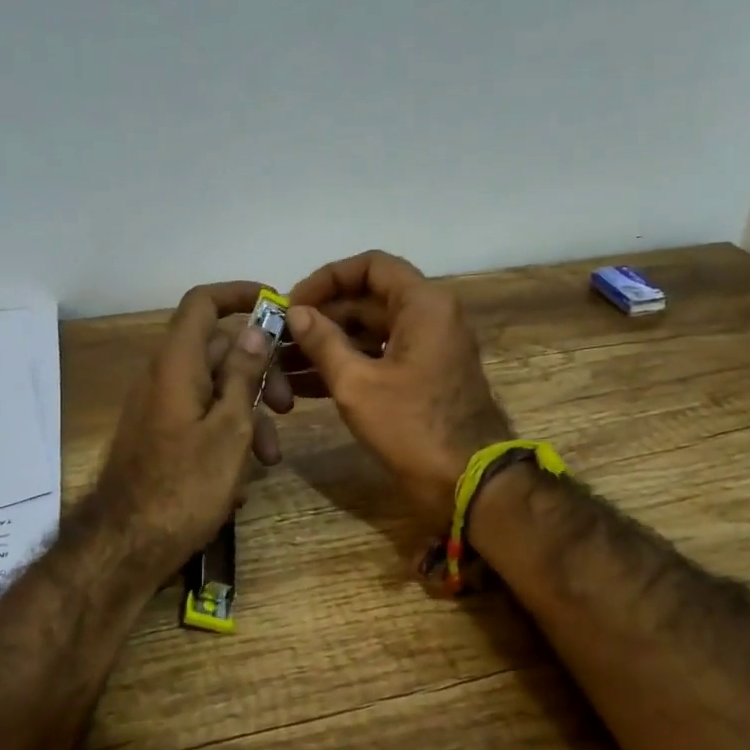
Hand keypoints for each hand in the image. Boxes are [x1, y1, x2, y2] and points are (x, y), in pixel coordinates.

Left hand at [91, 281, 283, 573]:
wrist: (127, 545)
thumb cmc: (186, 485)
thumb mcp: (229, 429)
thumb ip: (243, 375)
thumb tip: (254, 329)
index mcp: (177, 364)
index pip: (203, 303)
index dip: (239, 295)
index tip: (276, 307)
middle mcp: (163, 377)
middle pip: (218, 350)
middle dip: (260, 373)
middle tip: (290, 407)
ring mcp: (159, 408)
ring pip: (214, 389)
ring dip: (249, 414)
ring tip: (271, 459)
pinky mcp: (160, 437)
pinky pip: (200, 418)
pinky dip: (227, 435)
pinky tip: (242, 478)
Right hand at [286, 250, 511, 526]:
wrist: (469, 483)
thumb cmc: (413, 428)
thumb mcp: (358, 385)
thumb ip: (324, 342)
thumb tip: (297, 313)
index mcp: (423, 305)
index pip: (371, 266)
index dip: (327, 278)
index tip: (293, 304)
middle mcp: (430, 316)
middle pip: (368, 300)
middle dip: (322, 317)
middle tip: (279, 338)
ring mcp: (429, 348)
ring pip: (371, 332)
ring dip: (329, 345)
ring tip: (283, 364)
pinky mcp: (424, 377)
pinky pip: (380, 358)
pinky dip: (348, 366)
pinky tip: (306, 386)